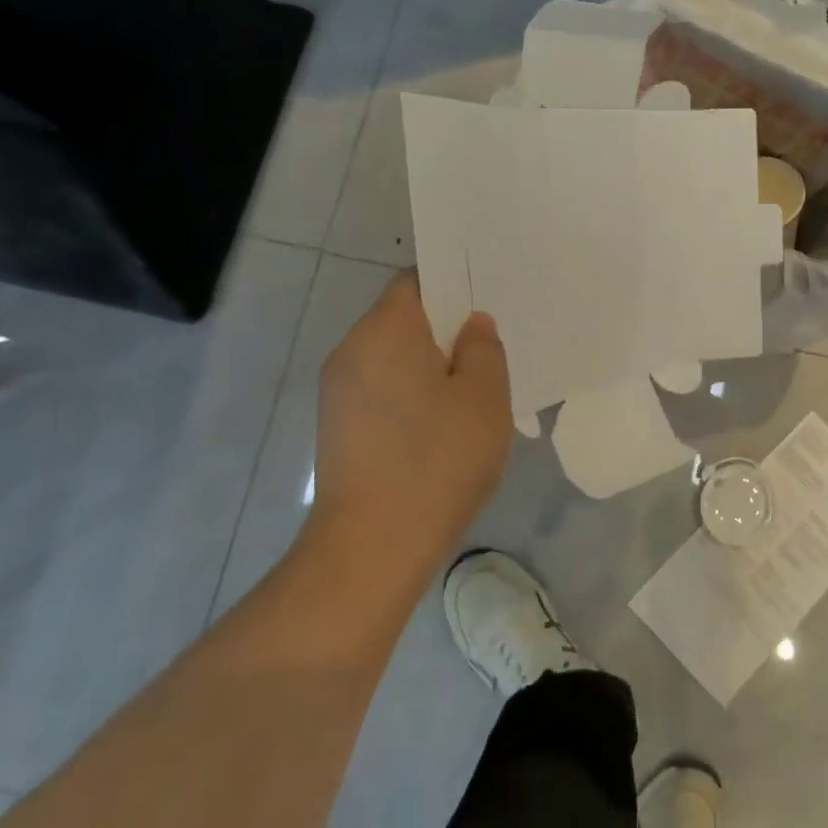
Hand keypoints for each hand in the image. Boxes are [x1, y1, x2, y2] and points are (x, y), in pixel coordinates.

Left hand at [311, 271, 511, 575]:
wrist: (373, 546)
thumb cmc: (438, 459)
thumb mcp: (485, 396)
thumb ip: (484, 348)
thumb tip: (472, 325)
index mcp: (385, 330)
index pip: (415, 281)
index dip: (452, 285)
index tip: (486, 303)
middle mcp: (351, 351)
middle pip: (402, 320)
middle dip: (445, 330)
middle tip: (490, 350)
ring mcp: (338, 393)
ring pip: (392, 359)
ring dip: (429, 366)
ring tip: (471, 393)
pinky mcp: (337, 428)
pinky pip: (381, 391)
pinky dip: (411, 396)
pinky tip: (441, 428)